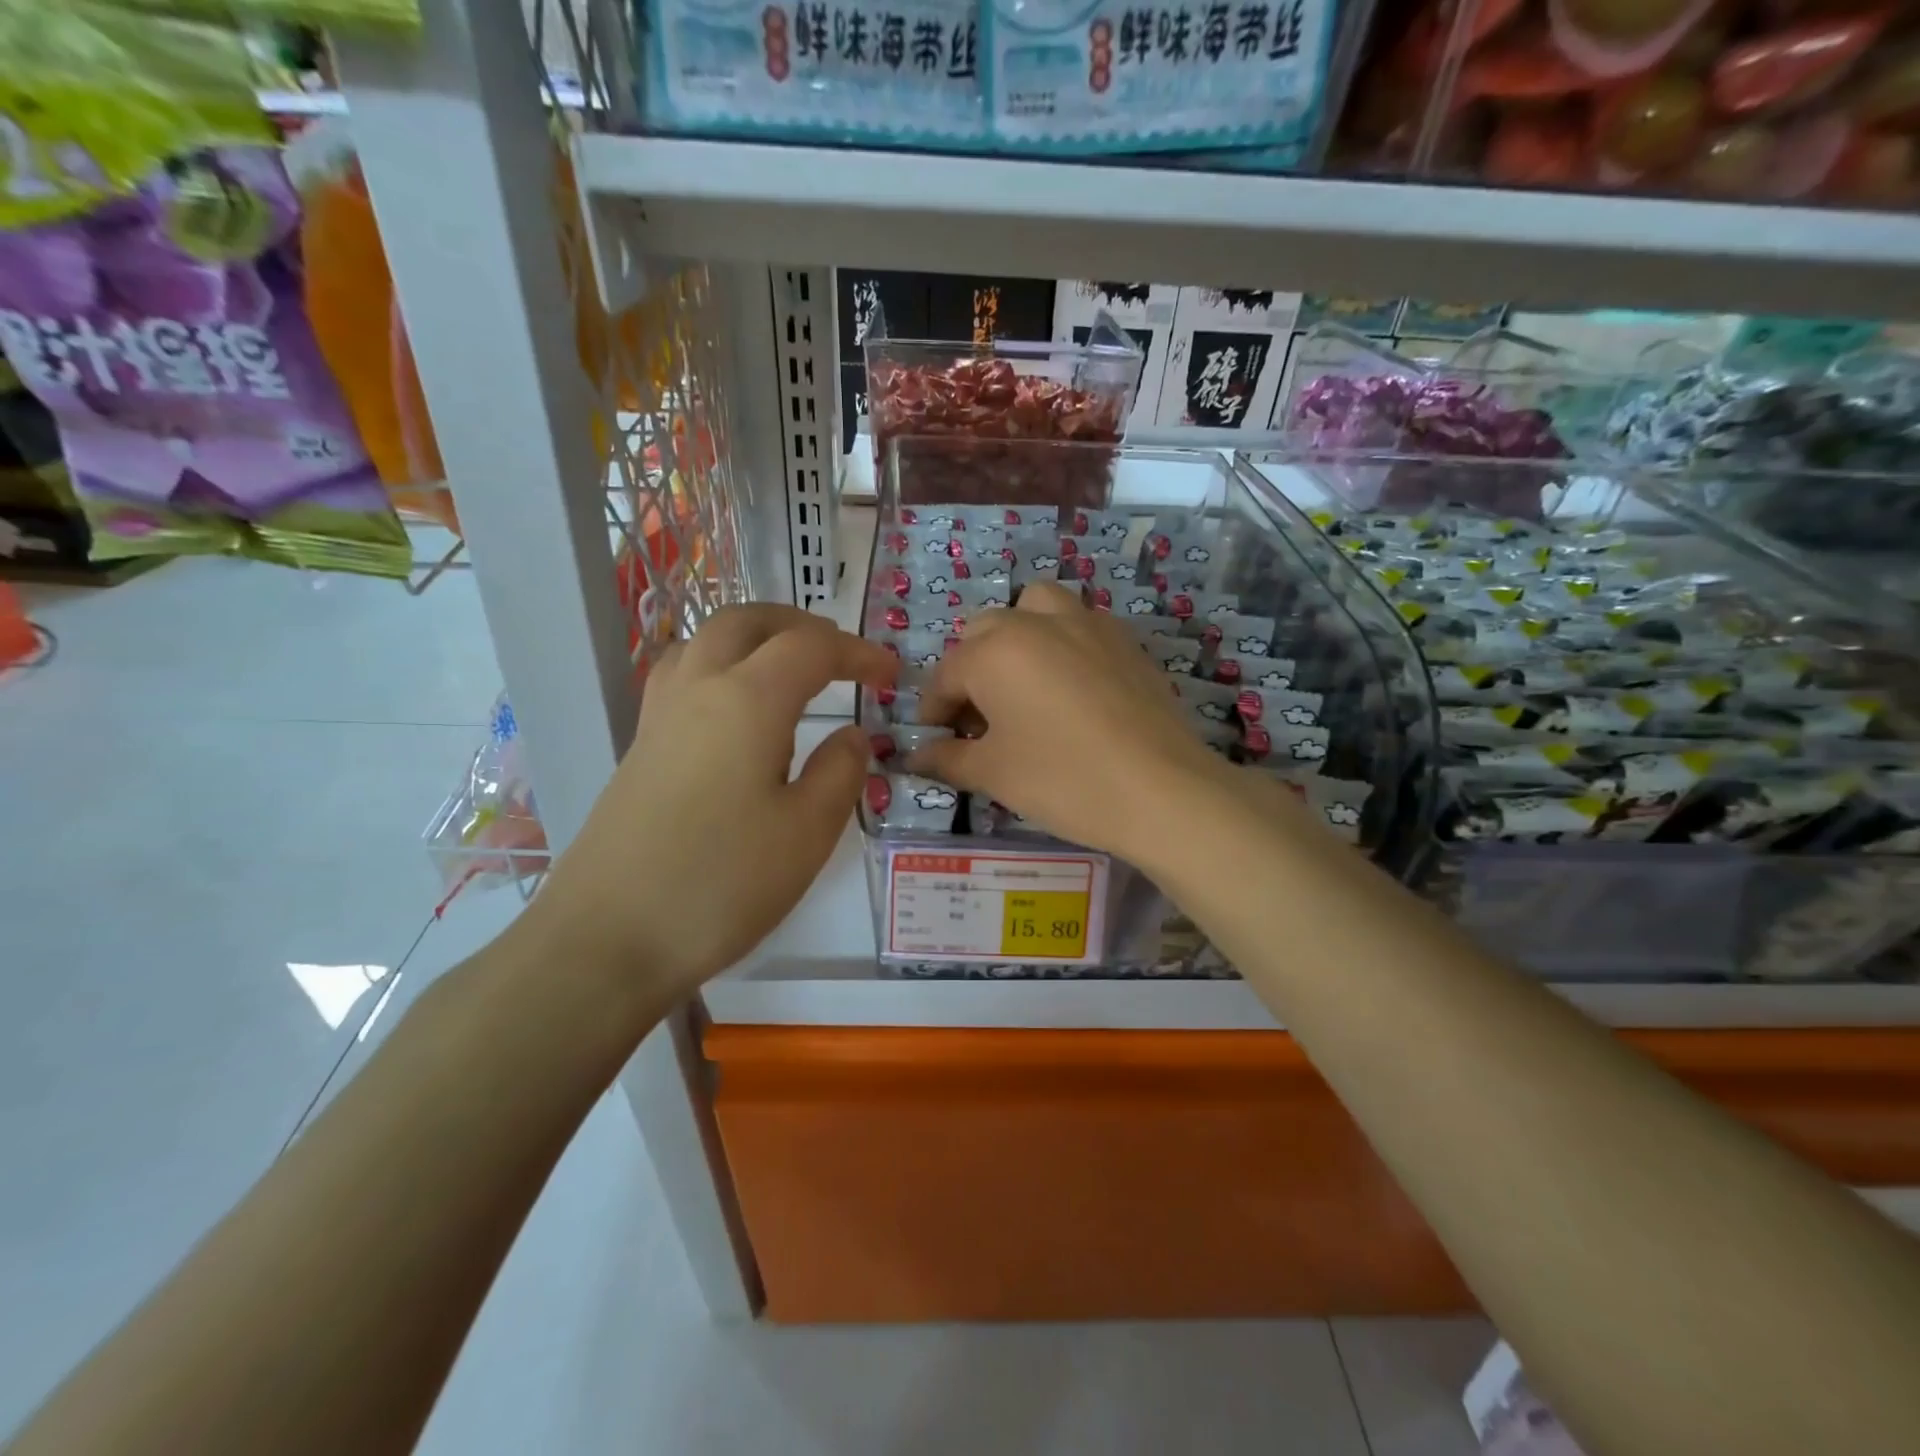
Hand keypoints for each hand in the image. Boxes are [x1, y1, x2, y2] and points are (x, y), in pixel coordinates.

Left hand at [527, 605, 896, 1008]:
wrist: (607, 940)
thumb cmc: (721, 884)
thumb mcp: (807, 833)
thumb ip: (840, 772)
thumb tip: (852, 735)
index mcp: (747, 700)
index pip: (809, 648)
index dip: (856, 652)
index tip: (890, 675)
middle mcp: (697, 690)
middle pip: (746, 622)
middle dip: (800, 626)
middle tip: (839, 656)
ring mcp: (659, 718)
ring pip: (705, 642)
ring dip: (755, 639)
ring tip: (789, 672)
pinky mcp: (639, 749)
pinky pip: (683, 676)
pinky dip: (722, 667)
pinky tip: (738, 714)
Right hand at [907, 583, 1242, 864]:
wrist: (1161, 790)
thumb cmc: (1063, 779)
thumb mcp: (993, 773)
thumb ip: (947, 758)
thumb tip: (916, 756)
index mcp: (995, 651)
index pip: (946, 675)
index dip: (934, 710)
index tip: (935, 741)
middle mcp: (1037, 622)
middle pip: (985, 632)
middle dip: (971, 670)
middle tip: (978, 720)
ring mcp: (1087, 624)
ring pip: (1035, 608)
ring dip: (1017, 637)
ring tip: (1022, 684)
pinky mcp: (1124, 640)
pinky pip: (1079, 624)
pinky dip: (1061, 643)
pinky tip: (1070, 689)